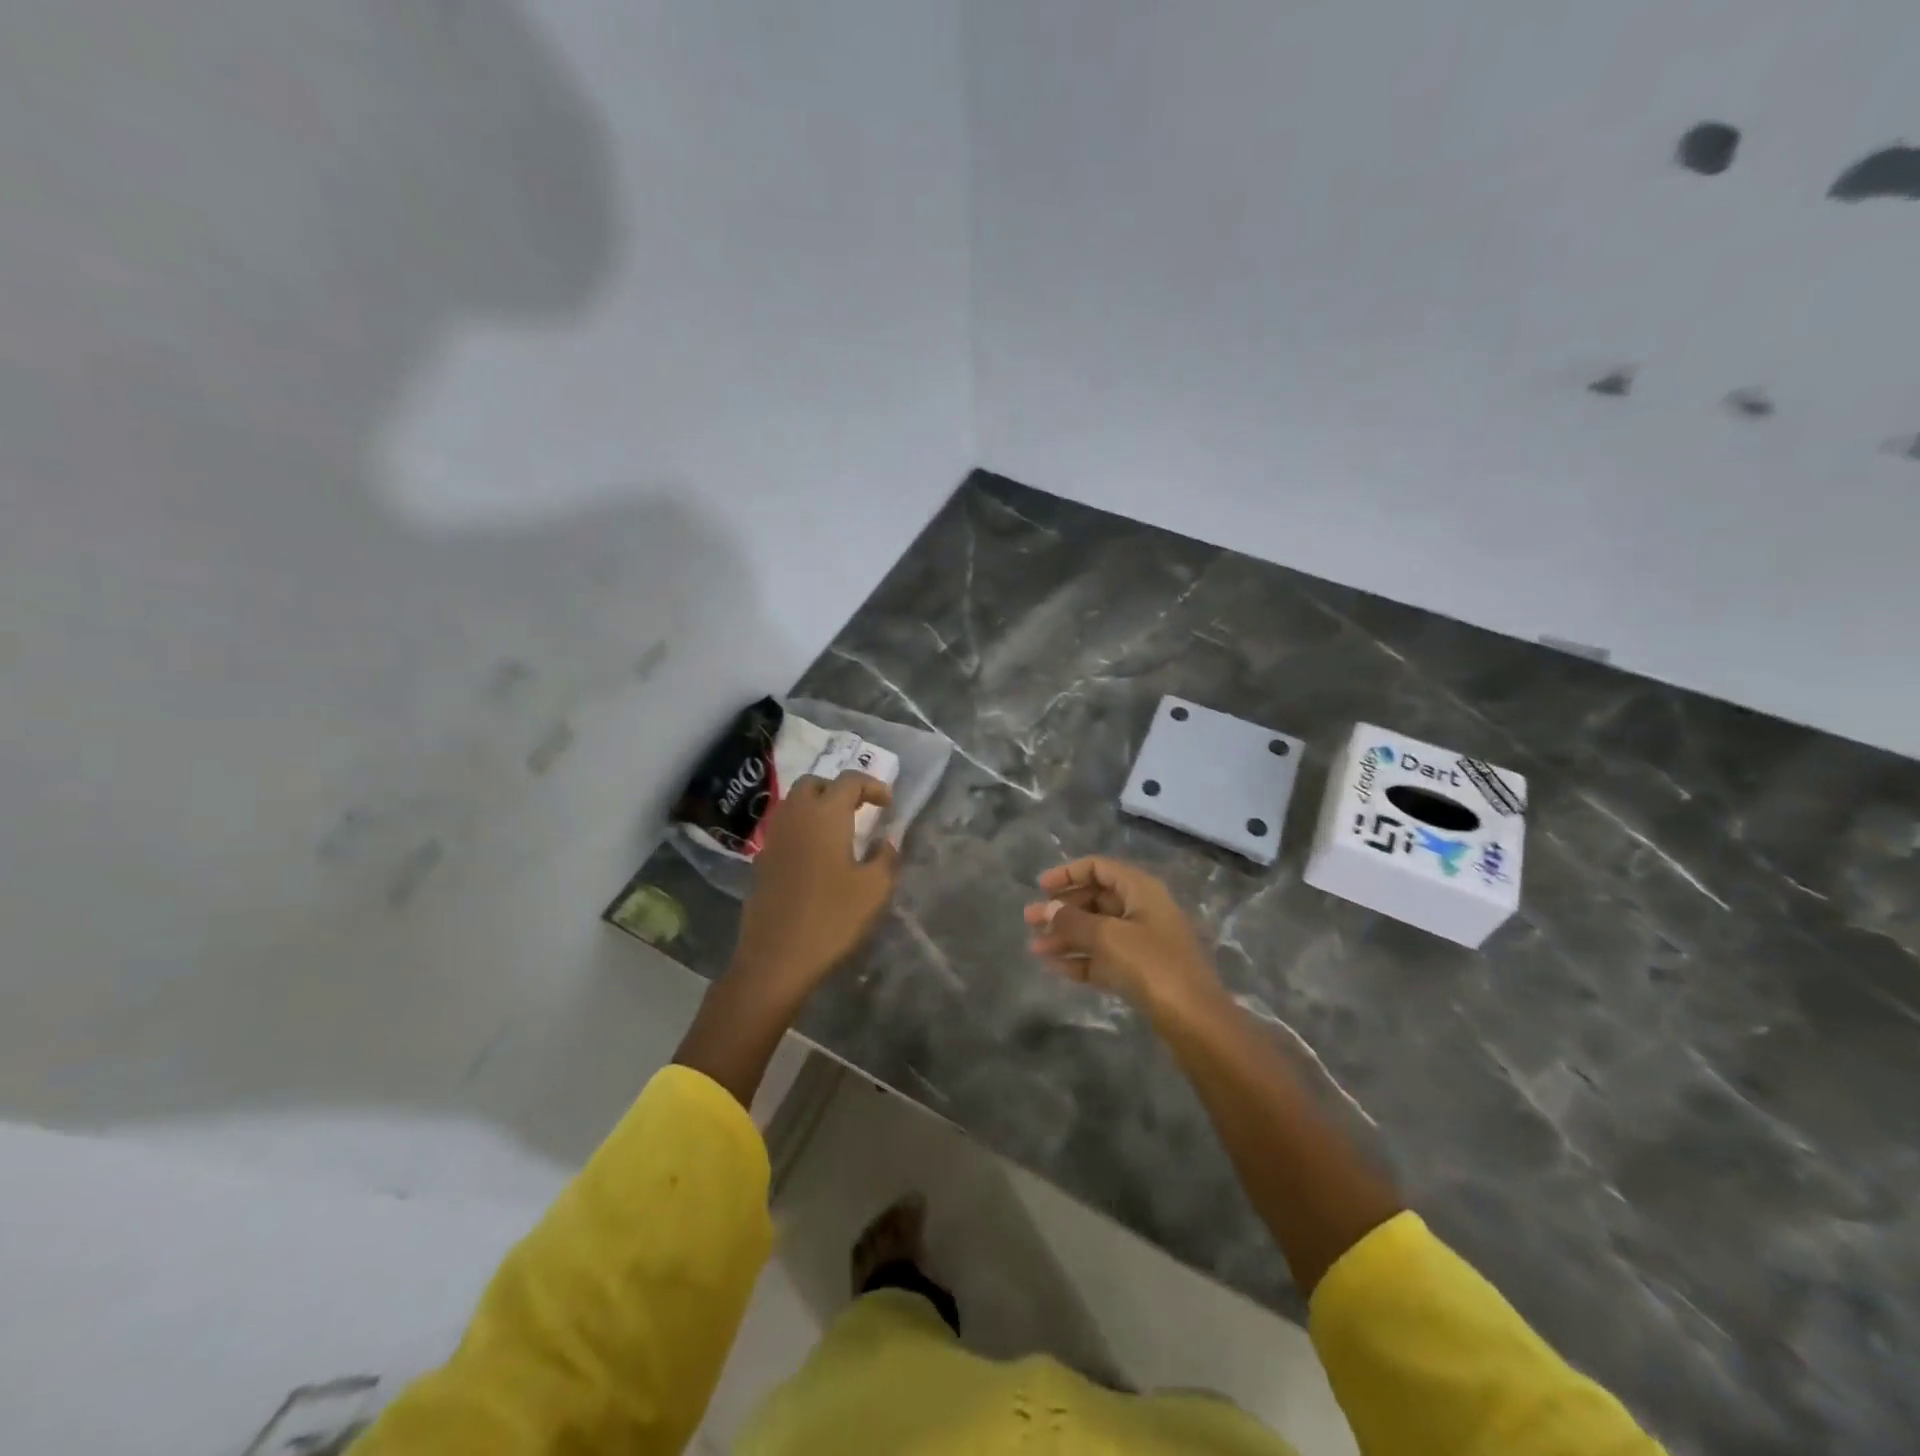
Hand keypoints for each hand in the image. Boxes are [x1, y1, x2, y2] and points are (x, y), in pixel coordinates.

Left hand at [729, 772, 898, 1003]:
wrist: (776, 958)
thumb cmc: (831, 918)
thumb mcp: (874, 889)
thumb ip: (886, 857)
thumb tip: (886, 841)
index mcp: (825, 815)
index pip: (849, 781)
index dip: (872, 786)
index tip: (888, 805)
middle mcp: (795, 817)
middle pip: (814, 784)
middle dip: (838, 790)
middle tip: (860, 810)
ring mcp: (773, 839)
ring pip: (794, 805)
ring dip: (817, 808)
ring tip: (840, 832)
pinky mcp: (761, 862)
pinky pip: (784, 830)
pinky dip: (802, 830)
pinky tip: (816, 857)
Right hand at [1024, 857, 1223, 1017]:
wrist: (1194, 1020)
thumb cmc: (1151, 964)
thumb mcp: (1107, 937)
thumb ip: (1072, 920)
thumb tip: (1048, 908)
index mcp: (1140, 889)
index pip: (1099, 868)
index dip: (1068, 874)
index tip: (1040, 887)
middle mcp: (1142, 909)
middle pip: (1095, 899)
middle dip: (1062, 909)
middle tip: (1029, 920)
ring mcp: (1143, 942)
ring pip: (1096, 930)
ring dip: (1066, 936)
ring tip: (1035, 948)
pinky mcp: (1140, 972)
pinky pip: (1103, 956)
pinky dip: (1080, 958)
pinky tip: (1053, 966)